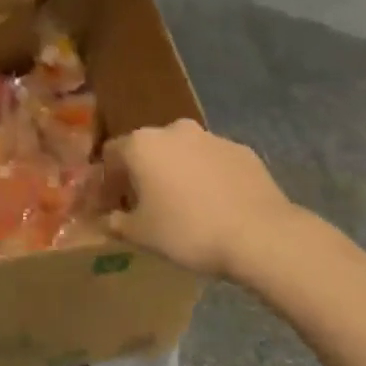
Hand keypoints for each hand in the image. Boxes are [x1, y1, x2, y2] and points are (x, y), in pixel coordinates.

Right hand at [105, 119, 295, 276]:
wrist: (259, 234)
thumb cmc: (188, 231)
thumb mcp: (141, 235)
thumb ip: (116, 223)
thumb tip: (106, 219)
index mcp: (142, 145)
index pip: (111, 154)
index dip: (108, 180)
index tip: (112, 205)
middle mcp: (174, 130)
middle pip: (148, 149)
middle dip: (143, 173)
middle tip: (146, 205)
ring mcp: (211, 137)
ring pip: (182, 152)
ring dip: (176, 172)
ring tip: (183, 206)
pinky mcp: (242, 150)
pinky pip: (213, 161)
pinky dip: (206, 176)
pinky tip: (215, 204)